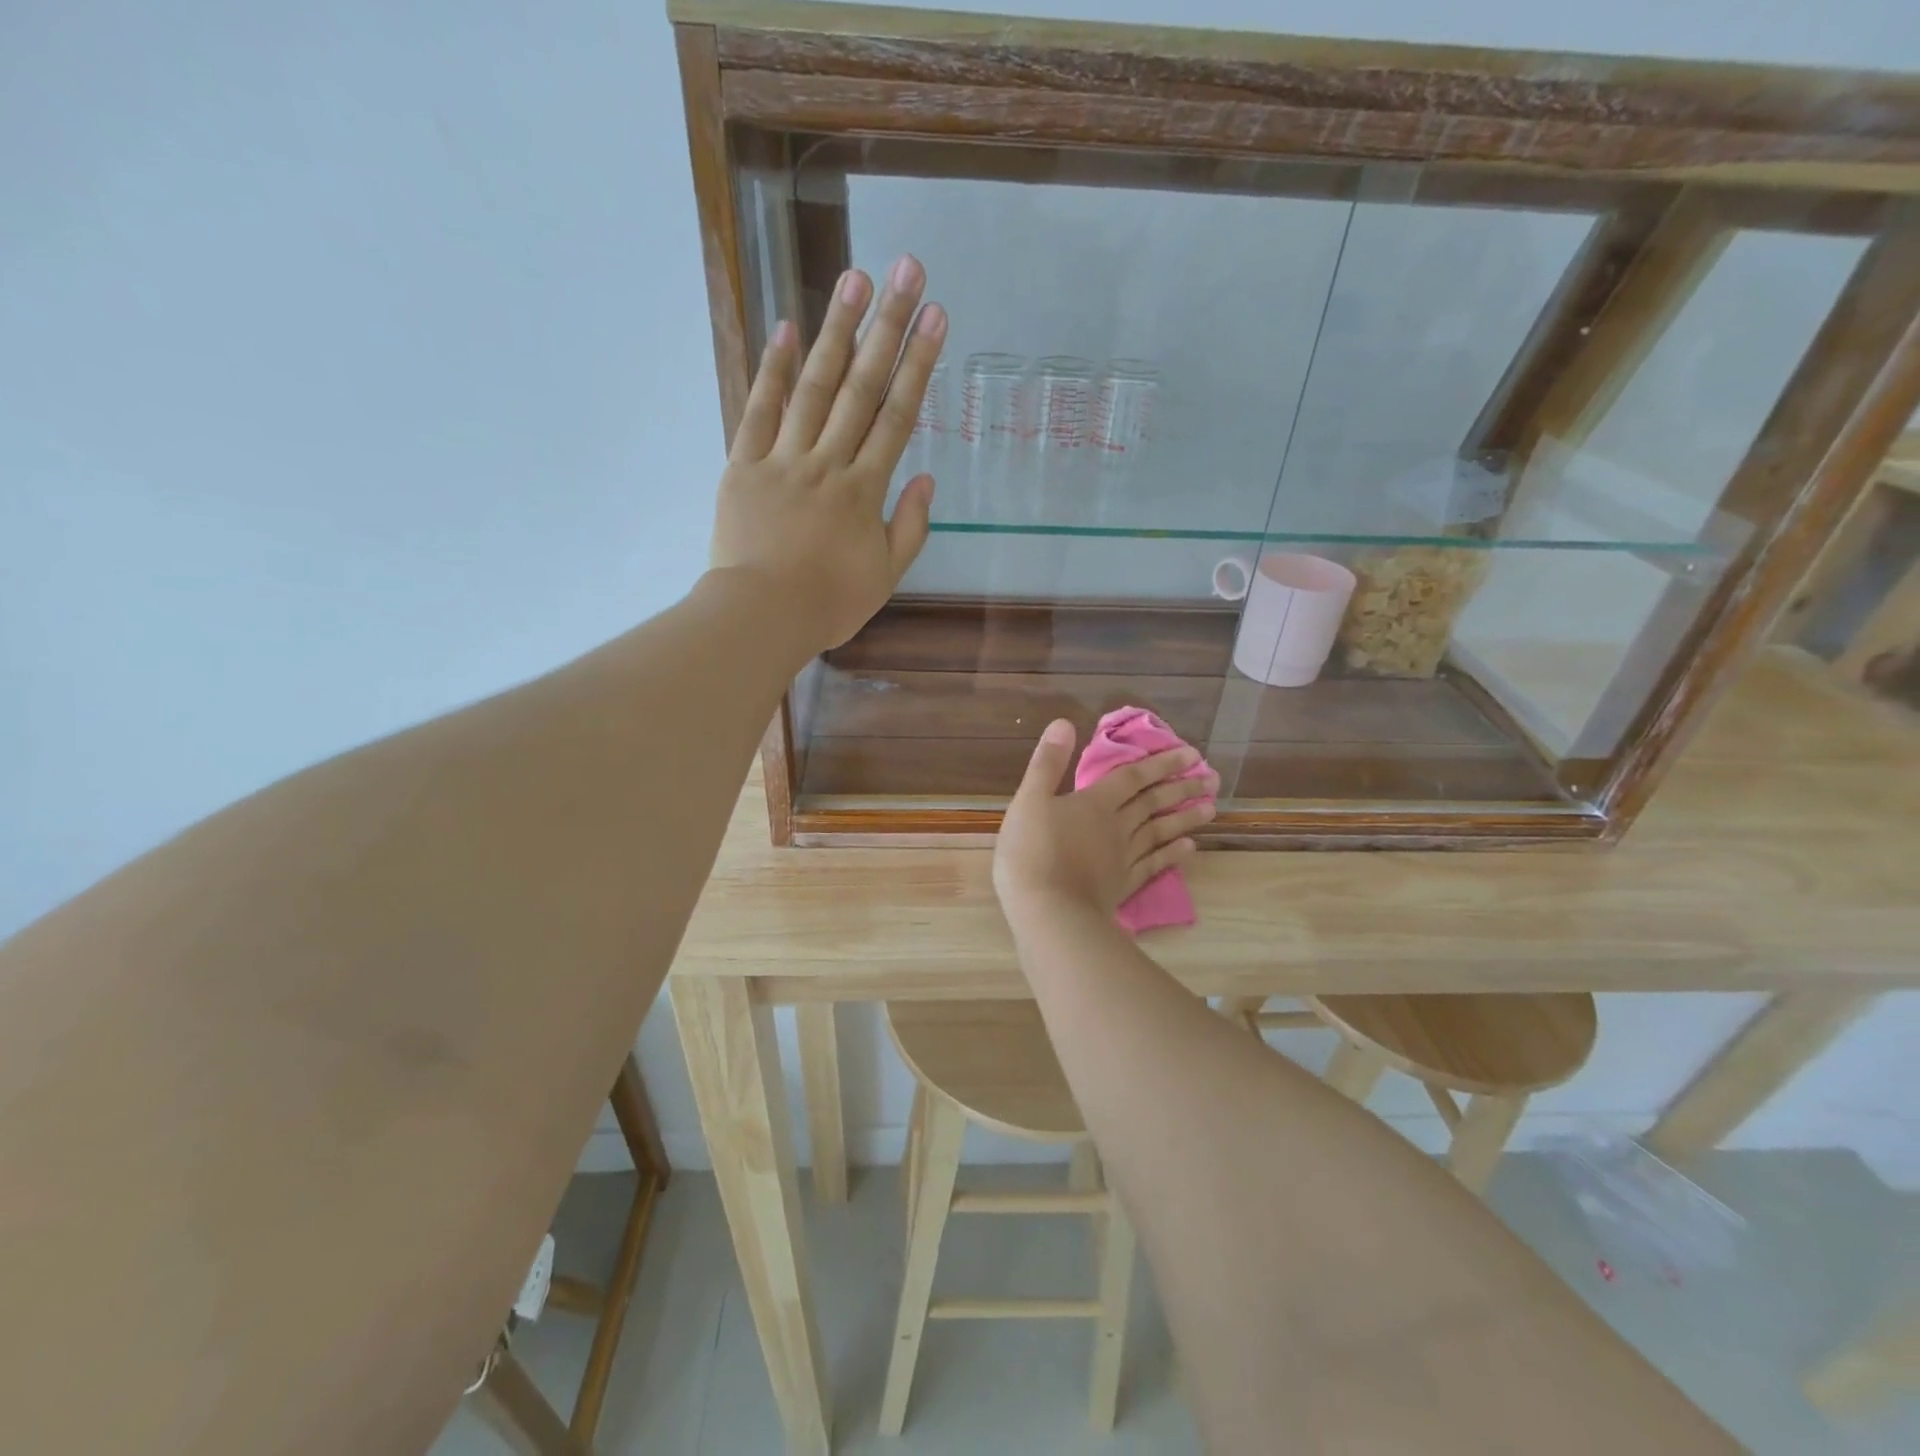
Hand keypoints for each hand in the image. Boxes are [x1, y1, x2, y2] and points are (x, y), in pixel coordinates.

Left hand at [709, 255, 946, 654]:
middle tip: (906, 272)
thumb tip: (925, 477)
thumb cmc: (828, 603)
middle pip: (861, 388)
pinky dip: (774, 370)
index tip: (936, 319)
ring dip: (836, 332)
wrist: (762, 617)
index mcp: (864, 491)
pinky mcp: (744, 465)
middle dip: (888, 328)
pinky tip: (788, 329)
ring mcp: (783, 460)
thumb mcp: (885, 576)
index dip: (919, 365)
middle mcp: (827, 463)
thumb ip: (909, 527)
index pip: (897, 417)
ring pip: (814, 388)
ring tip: (855, 280)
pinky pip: (760, 411)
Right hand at [993, 719, 1216, 925]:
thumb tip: (1064, 723)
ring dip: (1185, 818)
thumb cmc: (1032, 852)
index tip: (1191, 753)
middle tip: (1212, 778)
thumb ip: (1047, 763)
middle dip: (1181, 787)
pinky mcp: (1124, 885)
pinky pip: (1154, 864)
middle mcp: (1118, 826)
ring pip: (1160, 832)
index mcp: (1095, 803)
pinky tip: (1189, 849)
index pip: (1133, 777)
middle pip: (1154, 803)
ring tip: (1211, 808)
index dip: (1160, 763)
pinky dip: (1173, 855)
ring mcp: (1124, 858)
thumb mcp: (1029, 800)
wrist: (1048, 912)